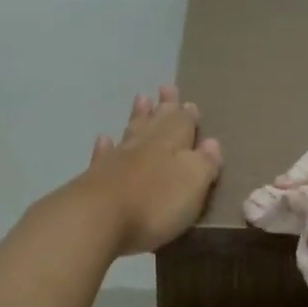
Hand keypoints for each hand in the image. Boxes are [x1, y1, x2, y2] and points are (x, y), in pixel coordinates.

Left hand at [71, 85, 222, 255]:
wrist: (97, 218)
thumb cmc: (154, 203)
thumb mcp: (193, 183)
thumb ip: (205, 163)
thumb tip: (212, 142)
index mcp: (172, 145)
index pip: (183, 125)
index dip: (188, 116)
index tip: (190, 103)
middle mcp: (144, 146)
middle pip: (157, 122)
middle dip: (164, 107)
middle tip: (166, 88)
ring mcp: (117, 160)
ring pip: (131, 132)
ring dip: (138, 116)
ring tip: (141, 98)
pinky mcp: (95, 178)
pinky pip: (102, 155)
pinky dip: (105, 146)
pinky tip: (103, 139)